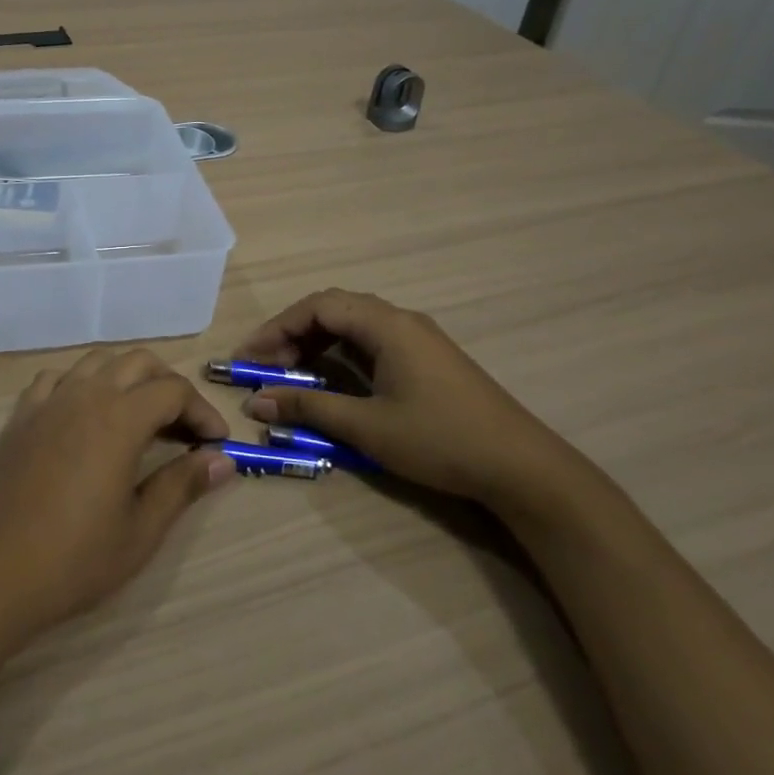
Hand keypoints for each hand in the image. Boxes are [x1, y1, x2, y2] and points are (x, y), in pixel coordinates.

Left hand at [0, 349, 234, 641]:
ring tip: (140, 415)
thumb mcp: (141, 530)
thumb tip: (223, 460)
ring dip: (127, 377)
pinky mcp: (21, 415)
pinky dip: (82, 383)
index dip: (202, 410)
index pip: (173, 390)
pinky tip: (85, 414)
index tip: (216, 442)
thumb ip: (183, 485)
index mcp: (119, 418)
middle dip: (169, 384)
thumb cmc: (74, 559)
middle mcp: (84, 394)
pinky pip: (57, 378)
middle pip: (138, 362)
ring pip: (97, 361)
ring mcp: (48, 401)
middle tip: (184, 426)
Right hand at [236, 288, 577, 510]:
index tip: (251, 357)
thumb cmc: (440, 440)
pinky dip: (342, 353)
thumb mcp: (368, 427)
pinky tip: (333, 379)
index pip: (318, 307)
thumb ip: (309, 410)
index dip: (278, 327)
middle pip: (334, 309)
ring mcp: (418, 338)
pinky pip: (372, 341)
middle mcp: (401, 320)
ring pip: (353, 324)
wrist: (522, 467)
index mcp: (386, 325)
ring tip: (292, 372)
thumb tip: (256, 402)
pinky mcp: (428, 358)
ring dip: (317, 342)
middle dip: (293, 332)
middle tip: (266, 365)